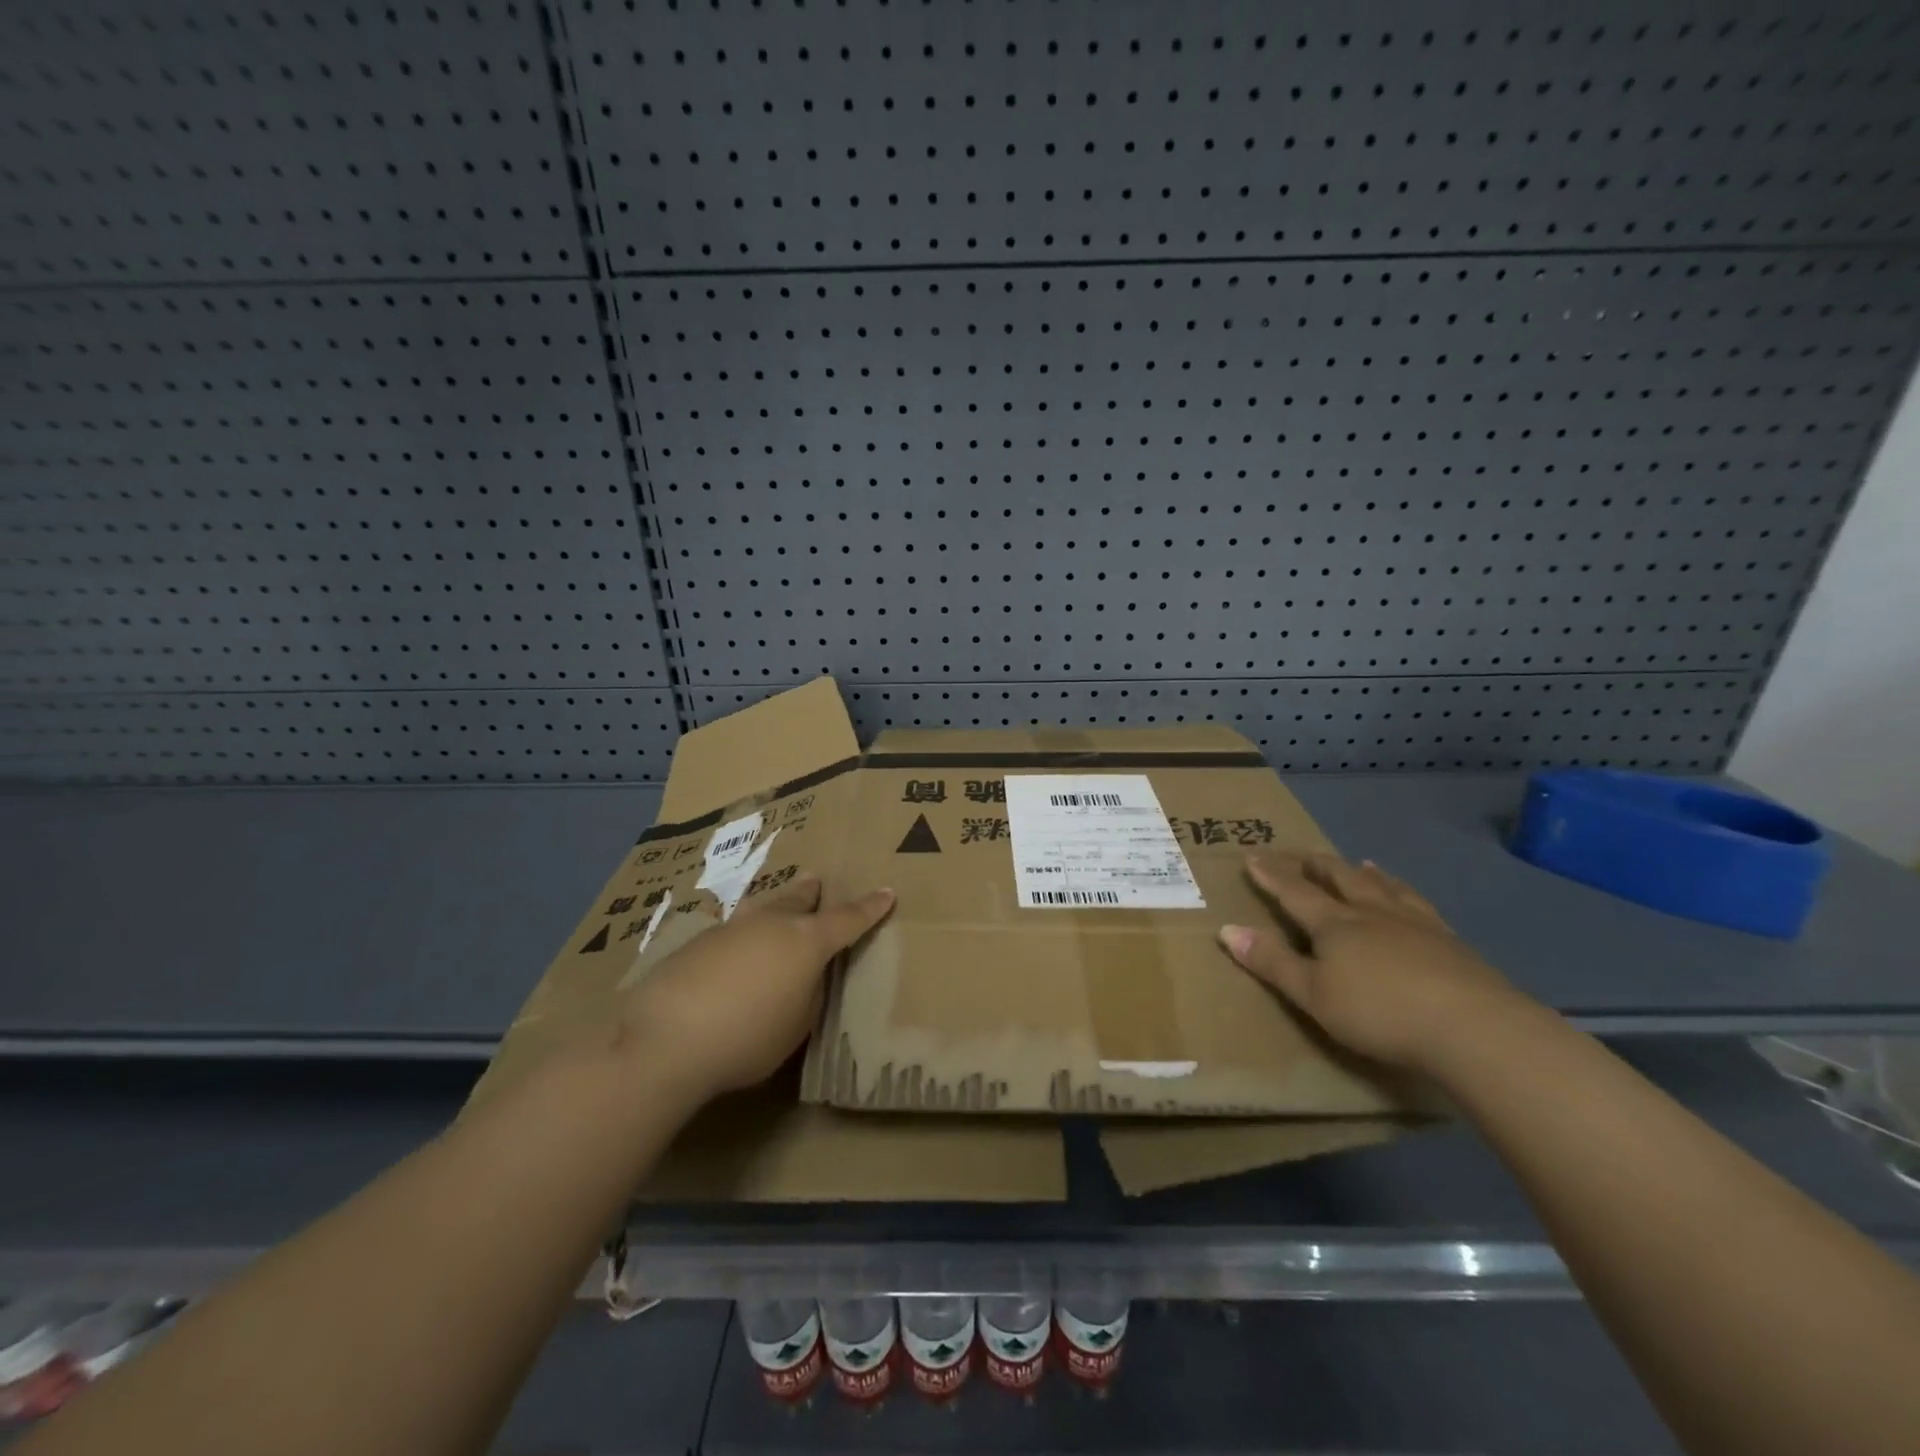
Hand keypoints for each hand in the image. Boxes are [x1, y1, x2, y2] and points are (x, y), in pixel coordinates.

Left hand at [616, 876, 894, 1102]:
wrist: (666, 1037)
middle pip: (799, 899)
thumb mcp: (797, 1025)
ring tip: (778, 908)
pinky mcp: (698, 942)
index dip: (870, 908)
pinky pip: (733, 931)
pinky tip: (734, 954)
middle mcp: (772, 923)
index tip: (887, 893)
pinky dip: (744, 937)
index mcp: (807, 941)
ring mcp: (732, 928)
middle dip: (812, 892)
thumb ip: (809, 994)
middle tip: (818, 883)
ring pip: (763, 909)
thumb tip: (804, 977)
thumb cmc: (748, 1037)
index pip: (848, 919)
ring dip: (776, 907)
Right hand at [1219, 851, 1530, 1076]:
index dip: (1272, 876)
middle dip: (1318, 866)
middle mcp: (1372, 914)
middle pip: (1341, 880)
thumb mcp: (1312, 995)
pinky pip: (1419, 904)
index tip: (1254, 856)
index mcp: (1335, 925)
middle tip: (1303, 853)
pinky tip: (1410, 898)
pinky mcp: (1451, 942)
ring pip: (1384, 887)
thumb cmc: (1380, 1013)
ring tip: (1360, 862)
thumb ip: (1272, 962)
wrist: (1473, 1027)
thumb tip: (1227, 929)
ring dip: (1365, 873)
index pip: (1295, 893)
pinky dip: (1405, 892)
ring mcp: (1416, 924)